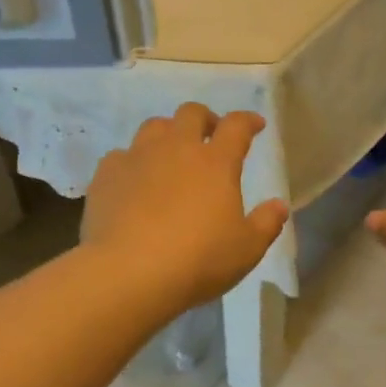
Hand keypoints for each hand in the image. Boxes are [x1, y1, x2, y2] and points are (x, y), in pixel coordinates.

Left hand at [83, 104, 289, 313]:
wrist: (129, 272)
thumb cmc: (198, 260)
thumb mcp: (246, 249)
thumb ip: (266, 223)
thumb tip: (279, 205)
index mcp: (216, 162)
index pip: (236, 126)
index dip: (248, 121)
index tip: (255, 125)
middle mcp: (176, 149)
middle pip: (191, 114)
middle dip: (205, 119)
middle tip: (210, 135)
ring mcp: (137, 158)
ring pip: (153, 127)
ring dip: (167, 134)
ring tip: (171, 154)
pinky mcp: (106, 176)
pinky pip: (121, 156)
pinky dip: (132, 163)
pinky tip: (134, 181)